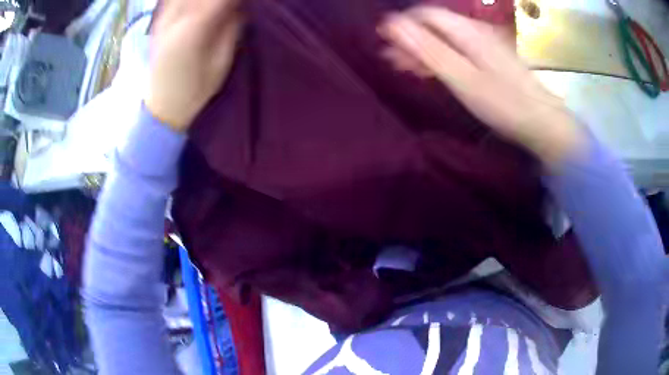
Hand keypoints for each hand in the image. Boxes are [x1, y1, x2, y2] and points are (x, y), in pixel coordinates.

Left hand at [145, 0, 243, 131]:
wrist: (161, 106)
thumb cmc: (194, 90)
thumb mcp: (221, 63)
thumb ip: (231, 29)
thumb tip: (240, 6)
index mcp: (196, 28)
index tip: (244, 3)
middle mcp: (177, 18)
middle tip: (230, 5)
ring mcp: (164, 19)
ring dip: (202, 0)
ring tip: (213, 6)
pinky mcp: (158, 24)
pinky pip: (171, 0)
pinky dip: (182, 0)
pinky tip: (192, 5)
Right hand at [378, 6, 583, 165]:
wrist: (542, 122)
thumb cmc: (503, 103)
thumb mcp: (462, 77)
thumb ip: (428, 49)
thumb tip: (392, 24)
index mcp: (467, 31)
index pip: (426, 13)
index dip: (402, 23)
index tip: (384, 41)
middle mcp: (475, 31)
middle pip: (435, 25)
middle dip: (410, 38)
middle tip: (390, 59)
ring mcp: (484, 44)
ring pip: (445, 37)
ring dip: (423, 49)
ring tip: (404, 66)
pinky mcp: (490, 59)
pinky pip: (458, 49)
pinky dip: (441, 57)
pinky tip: (432, 70)